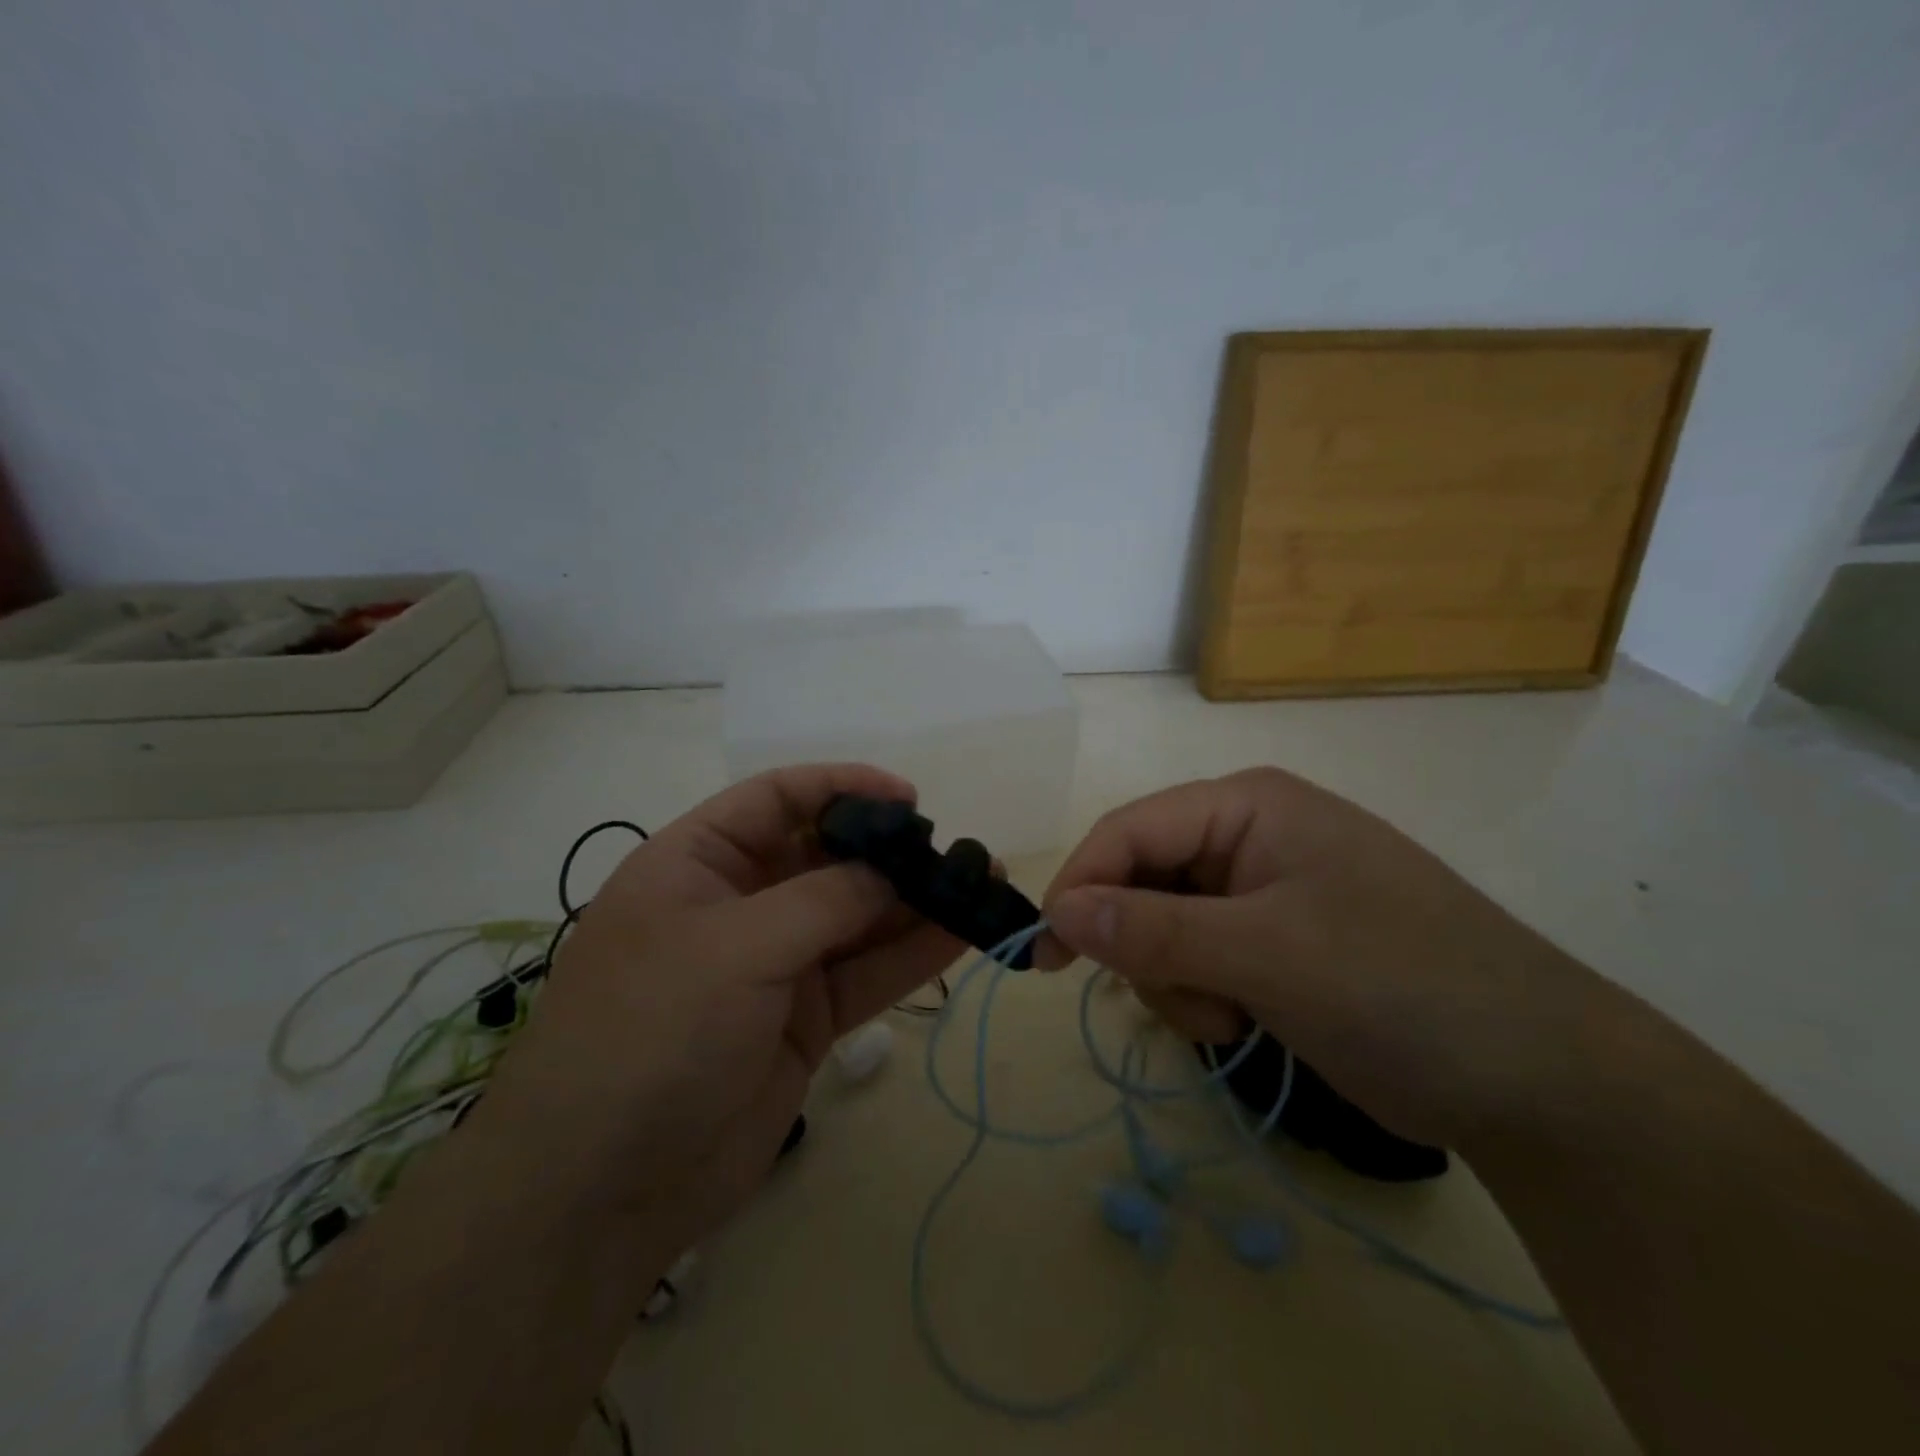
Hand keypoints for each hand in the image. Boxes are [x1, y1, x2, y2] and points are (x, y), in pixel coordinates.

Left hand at [470, 765, 961, 1269]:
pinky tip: (961, 933)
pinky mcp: (804, 1018)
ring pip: (856, 917)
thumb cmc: (653, 1033)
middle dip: (889, 851)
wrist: (604, 1189)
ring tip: (979, 883)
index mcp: (699, 862)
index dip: (843, 787)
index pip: (777, 798)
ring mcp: (775, 963)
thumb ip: (825, 900)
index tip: (908, 799)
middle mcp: (739, 903)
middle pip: (826, 857)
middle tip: (955, 851)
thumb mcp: (735, 947)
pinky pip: (865, 973)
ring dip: (914, 901)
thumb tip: (893, 874)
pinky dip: (911, 954)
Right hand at [1036, 768, 1599, 1151]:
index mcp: (1248, 805)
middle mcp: (1248, 836)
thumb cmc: (1401, 986)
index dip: (1081, 885)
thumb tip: (1057, 910)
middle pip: (1142, 878)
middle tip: (1179, 999)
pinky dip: (1202, 995)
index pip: (1131, 829)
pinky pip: (1197, 958)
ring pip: (1163, 926)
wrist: (1538, 1080)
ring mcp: (1261, 892)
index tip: (1046, 952)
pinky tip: (1245, 1022)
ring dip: (1176, 979)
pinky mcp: (1272, 944)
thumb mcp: (1269, 954)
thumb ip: (1156, 930)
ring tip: (1231, 1017)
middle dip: (1144, 945)